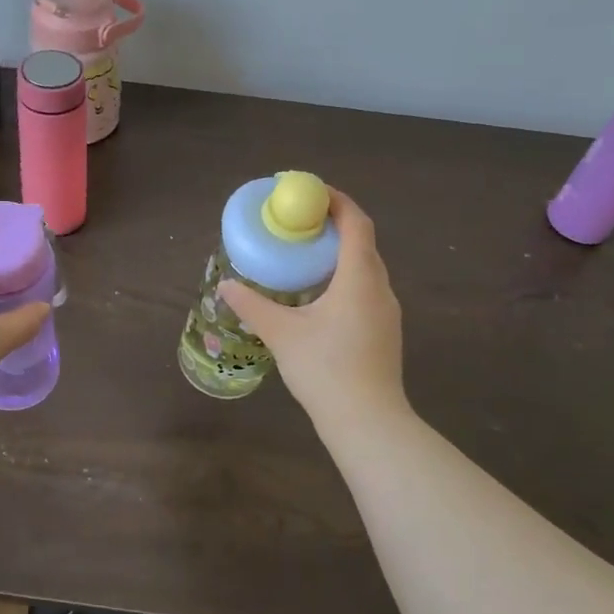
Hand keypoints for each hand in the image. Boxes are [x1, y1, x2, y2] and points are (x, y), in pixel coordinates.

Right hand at [219, 190, 406, 424]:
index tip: (310, 192)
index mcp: (359, 278)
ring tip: (306, 256)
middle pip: (363, 242)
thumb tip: (226, 285)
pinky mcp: (386, 332)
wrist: (368, 421)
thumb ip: (253, 305)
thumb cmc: (326, 369)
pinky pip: (366, 290)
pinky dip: (345, 278)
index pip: (356, 223)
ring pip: (366, 269)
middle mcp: (380, 288)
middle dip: (334, 225)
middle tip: (300, 223)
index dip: (337, 201)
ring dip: (340, 254)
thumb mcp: (282, 334)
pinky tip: (320, 296)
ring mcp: (387, 312)